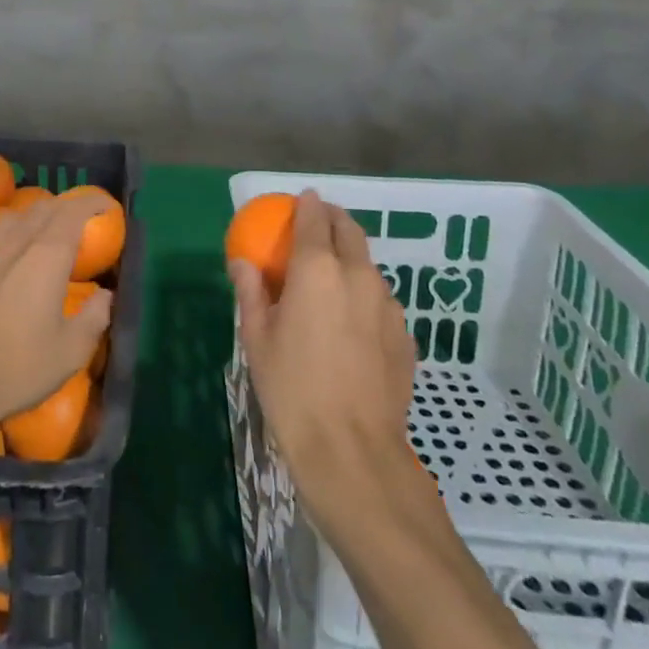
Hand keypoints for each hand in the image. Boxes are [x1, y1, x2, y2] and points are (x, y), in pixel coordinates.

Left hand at [0, 197, 113, 430]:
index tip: (107, 206)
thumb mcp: (70, 351)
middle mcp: (17, 244)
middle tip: (86, 216)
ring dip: (40, 214)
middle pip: (44, 208)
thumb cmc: (16, 368)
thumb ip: (94, 317)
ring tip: (52, 229)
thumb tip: (105, 295)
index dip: (92, 202)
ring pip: (17, 216)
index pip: (72, 212)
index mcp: (47, 256)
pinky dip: (17, 229)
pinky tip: (17, 253)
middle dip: (69, 205)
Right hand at [228, 191, 424, 533]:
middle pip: (350, 231)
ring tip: (331, 279)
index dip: (307, 204)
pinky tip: (350, 323)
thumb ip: (251, 291)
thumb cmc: (292, 388)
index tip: (300, 199)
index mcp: (318, 269)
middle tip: (317, 225)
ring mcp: (388, 306)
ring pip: (369, 266)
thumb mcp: (257, 338)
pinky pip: (381, 301)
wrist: (351, 450)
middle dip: (334, 220)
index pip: (315, 219)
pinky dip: (364, 295)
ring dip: (350, 260)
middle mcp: (359, 276)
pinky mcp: (405, 336)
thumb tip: (242, 263)